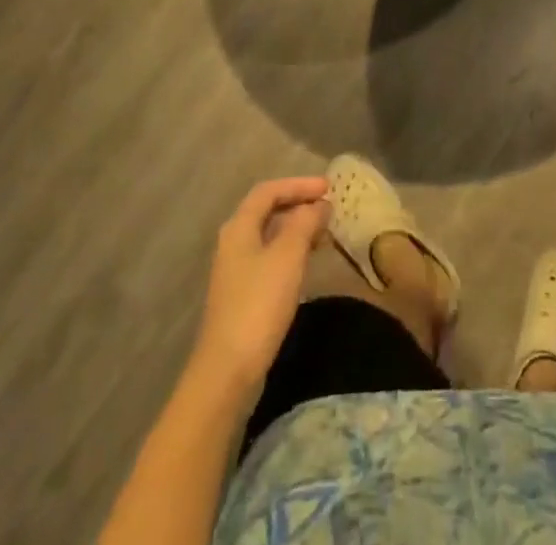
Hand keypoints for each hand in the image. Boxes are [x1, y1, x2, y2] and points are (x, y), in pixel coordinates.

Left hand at [191, 177, 329, 393]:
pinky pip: (270, 257)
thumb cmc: (259, 304)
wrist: (227, 370)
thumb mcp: (287, 257)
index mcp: (239, 227)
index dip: (299, 184)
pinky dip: (291, 250)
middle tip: (329, 208)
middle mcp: (234, 242)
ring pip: (270, 234)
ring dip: (297, 228)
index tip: (328, 188)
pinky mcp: (243, 293)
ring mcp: (236, 269)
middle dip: (298, 204)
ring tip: (325, 232)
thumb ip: (304, 224)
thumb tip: (319, 204)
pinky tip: (307, 262)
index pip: (269, 191)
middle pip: (267, 210)